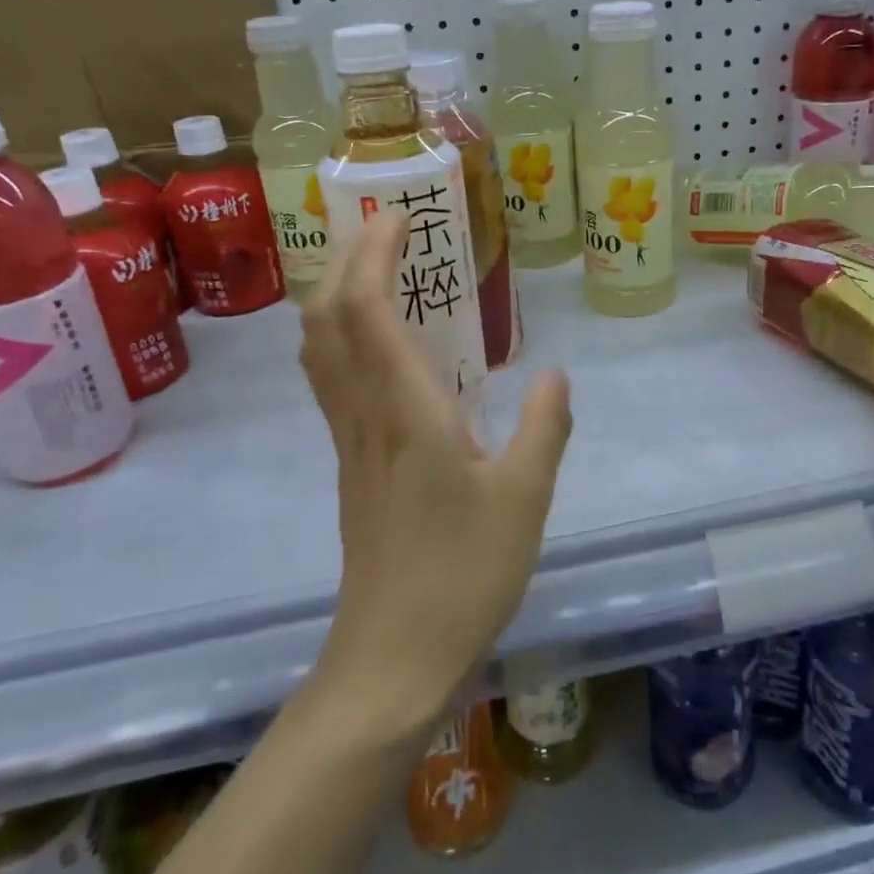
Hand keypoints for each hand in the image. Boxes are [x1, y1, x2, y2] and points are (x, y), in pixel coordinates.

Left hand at [300, 212, 572, 736]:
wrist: (393, 658)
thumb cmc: (464, 574)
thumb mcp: (526, 498)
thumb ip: (545, 427)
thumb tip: (553, 374)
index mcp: (405, 411)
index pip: (367, 310)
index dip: (373, 254)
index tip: (396, 215)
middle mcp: (364, 414)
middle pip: (326, 318)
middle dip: (344, 259)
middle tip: (380, 226)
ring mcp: (350, 441)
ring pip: (320, 349)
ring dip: (336, 294)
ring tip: (375, 268)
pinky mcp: (352, 464)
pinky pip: (334, 380)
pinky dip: (344, 336)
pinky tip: (383, 344)